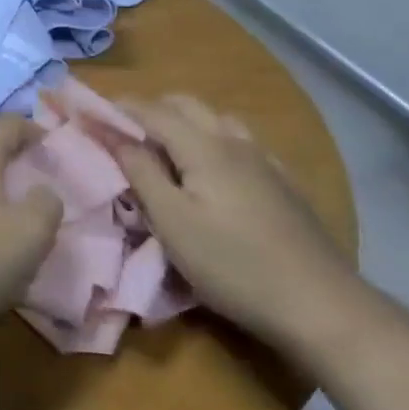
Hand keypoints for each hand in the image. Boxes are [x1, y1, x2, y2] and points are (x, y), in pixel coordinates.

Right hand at [116, 95, 365, 352]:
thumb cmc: (233, 264)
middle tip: (122, 133)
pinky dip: (213, 141)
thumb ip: (140, 171)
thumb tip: (111, 133)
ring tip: (164, 150)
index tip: (87, 112)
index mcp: (203, 146)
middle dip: (149, 110)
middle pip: (186, 105)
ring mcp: (265, 161)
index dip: (117, 108)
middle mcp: (234, 141)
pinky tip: (214, 171)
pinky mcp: (284, 184)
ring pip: (217, 120)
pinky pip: (241, 143)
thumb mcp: (172, 222)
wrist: (320, 304)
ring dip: (184, 122)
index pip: (151, 111)